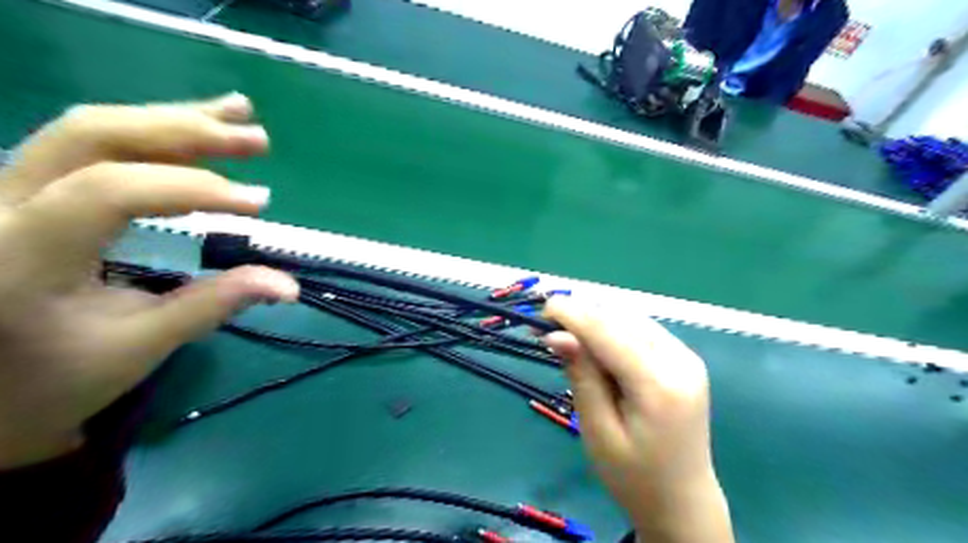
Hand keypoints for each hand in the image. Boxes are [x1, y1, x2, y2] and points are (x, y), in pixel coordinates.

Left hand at [0, 94, 300, 465]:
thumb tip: (289, 285)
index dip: (194, 188)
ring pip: (92, 127)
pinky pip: (93, 143)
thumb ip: (214, 305)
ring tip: (240, 114)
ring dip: (175, 119)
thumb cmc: (59, 377)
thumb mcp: (142, 347)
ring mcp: (5, 189)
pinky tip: (199, 124)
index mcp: (19, 256)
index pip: (110, 191)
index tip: (260, 205)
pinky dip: (154, 130)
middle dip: (186, 131)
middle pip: (93, 135)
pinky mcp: (28, 188)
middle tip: (257, 140)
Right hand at [544, 298, 734, 542]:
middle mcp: (680, 360)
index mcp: (660, 384)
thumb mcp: (598, 431)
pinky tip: (596, 346)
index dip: (573, 314)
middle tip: (548, 328)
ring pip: (631, 319)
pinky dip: (614, 330)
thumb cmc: (634, 477)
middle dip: (582, 315)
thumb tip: (556, 334)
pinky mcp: (685, 359)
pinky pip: (642, 330)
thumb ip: (582, 376)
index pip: (609, 332)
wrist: (683, 501)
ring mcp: (687, 357)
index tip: (540, 309)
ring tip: (567, 337)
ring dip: (597, 321)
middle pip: (622, 318)